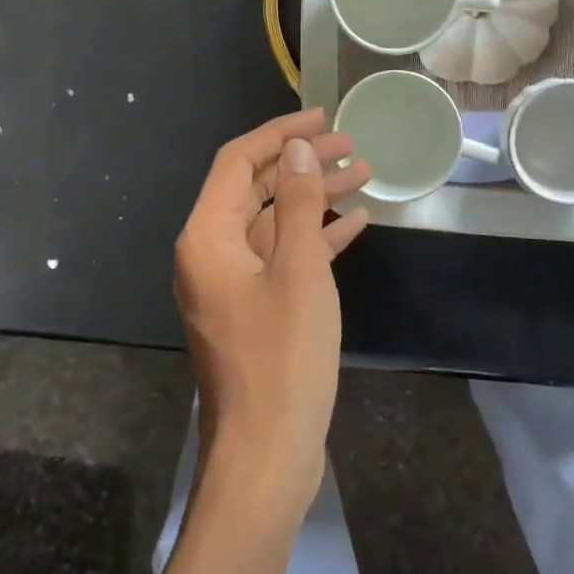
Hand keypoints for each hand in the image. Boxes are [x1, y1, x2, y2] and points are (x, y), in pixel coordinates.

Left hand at [173, 109, 370, 514]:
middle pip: (256, 188)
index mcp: (208, 236)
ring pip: (273, 222)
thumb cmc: (283, 358)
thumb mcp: (299, 270)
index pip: (238, 161)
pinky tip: (354, 224)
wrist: (267, 455)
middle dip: (304, 164)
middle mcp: (211, 252)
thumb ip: (298, 204)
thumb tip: (299, 150)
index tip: (324, 117)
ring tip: (365, 175)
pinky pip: (281, 257)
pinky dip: (314, 237)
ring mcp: (232, 282)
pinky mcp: (254, 308)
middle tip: (354, 146)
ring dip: (315, 198)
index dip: (280, 133)